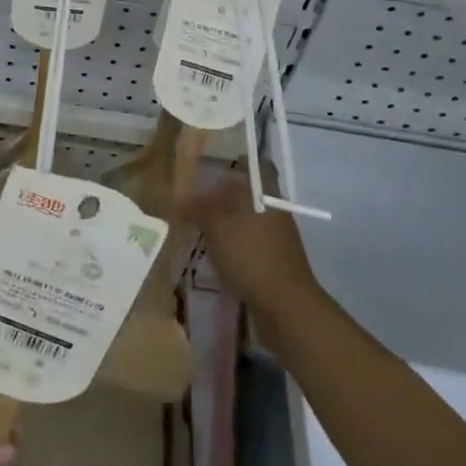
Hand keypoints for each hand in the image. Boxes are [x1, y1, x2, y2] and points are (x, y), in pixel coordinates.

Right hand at [177, 173, 319, 312]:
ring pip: (247, 218)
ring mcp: (276, 237)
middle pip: (249, 193)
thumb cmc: (251, 255)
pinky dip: (231, 242)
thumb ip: (198, 207)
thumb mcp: (216, 226)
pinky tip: (211, 250)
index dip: (239, 159)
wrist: (285, 306)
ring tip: (197, 222)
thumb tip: (180, 196)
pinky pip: (248, 242)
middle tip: (195, 193)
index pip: (258, 165)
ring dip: (226, 220)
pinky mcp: (273, 261)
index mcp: (266, 194)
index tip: (215, 160)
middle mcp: (274, 210)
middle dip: (224, 192)